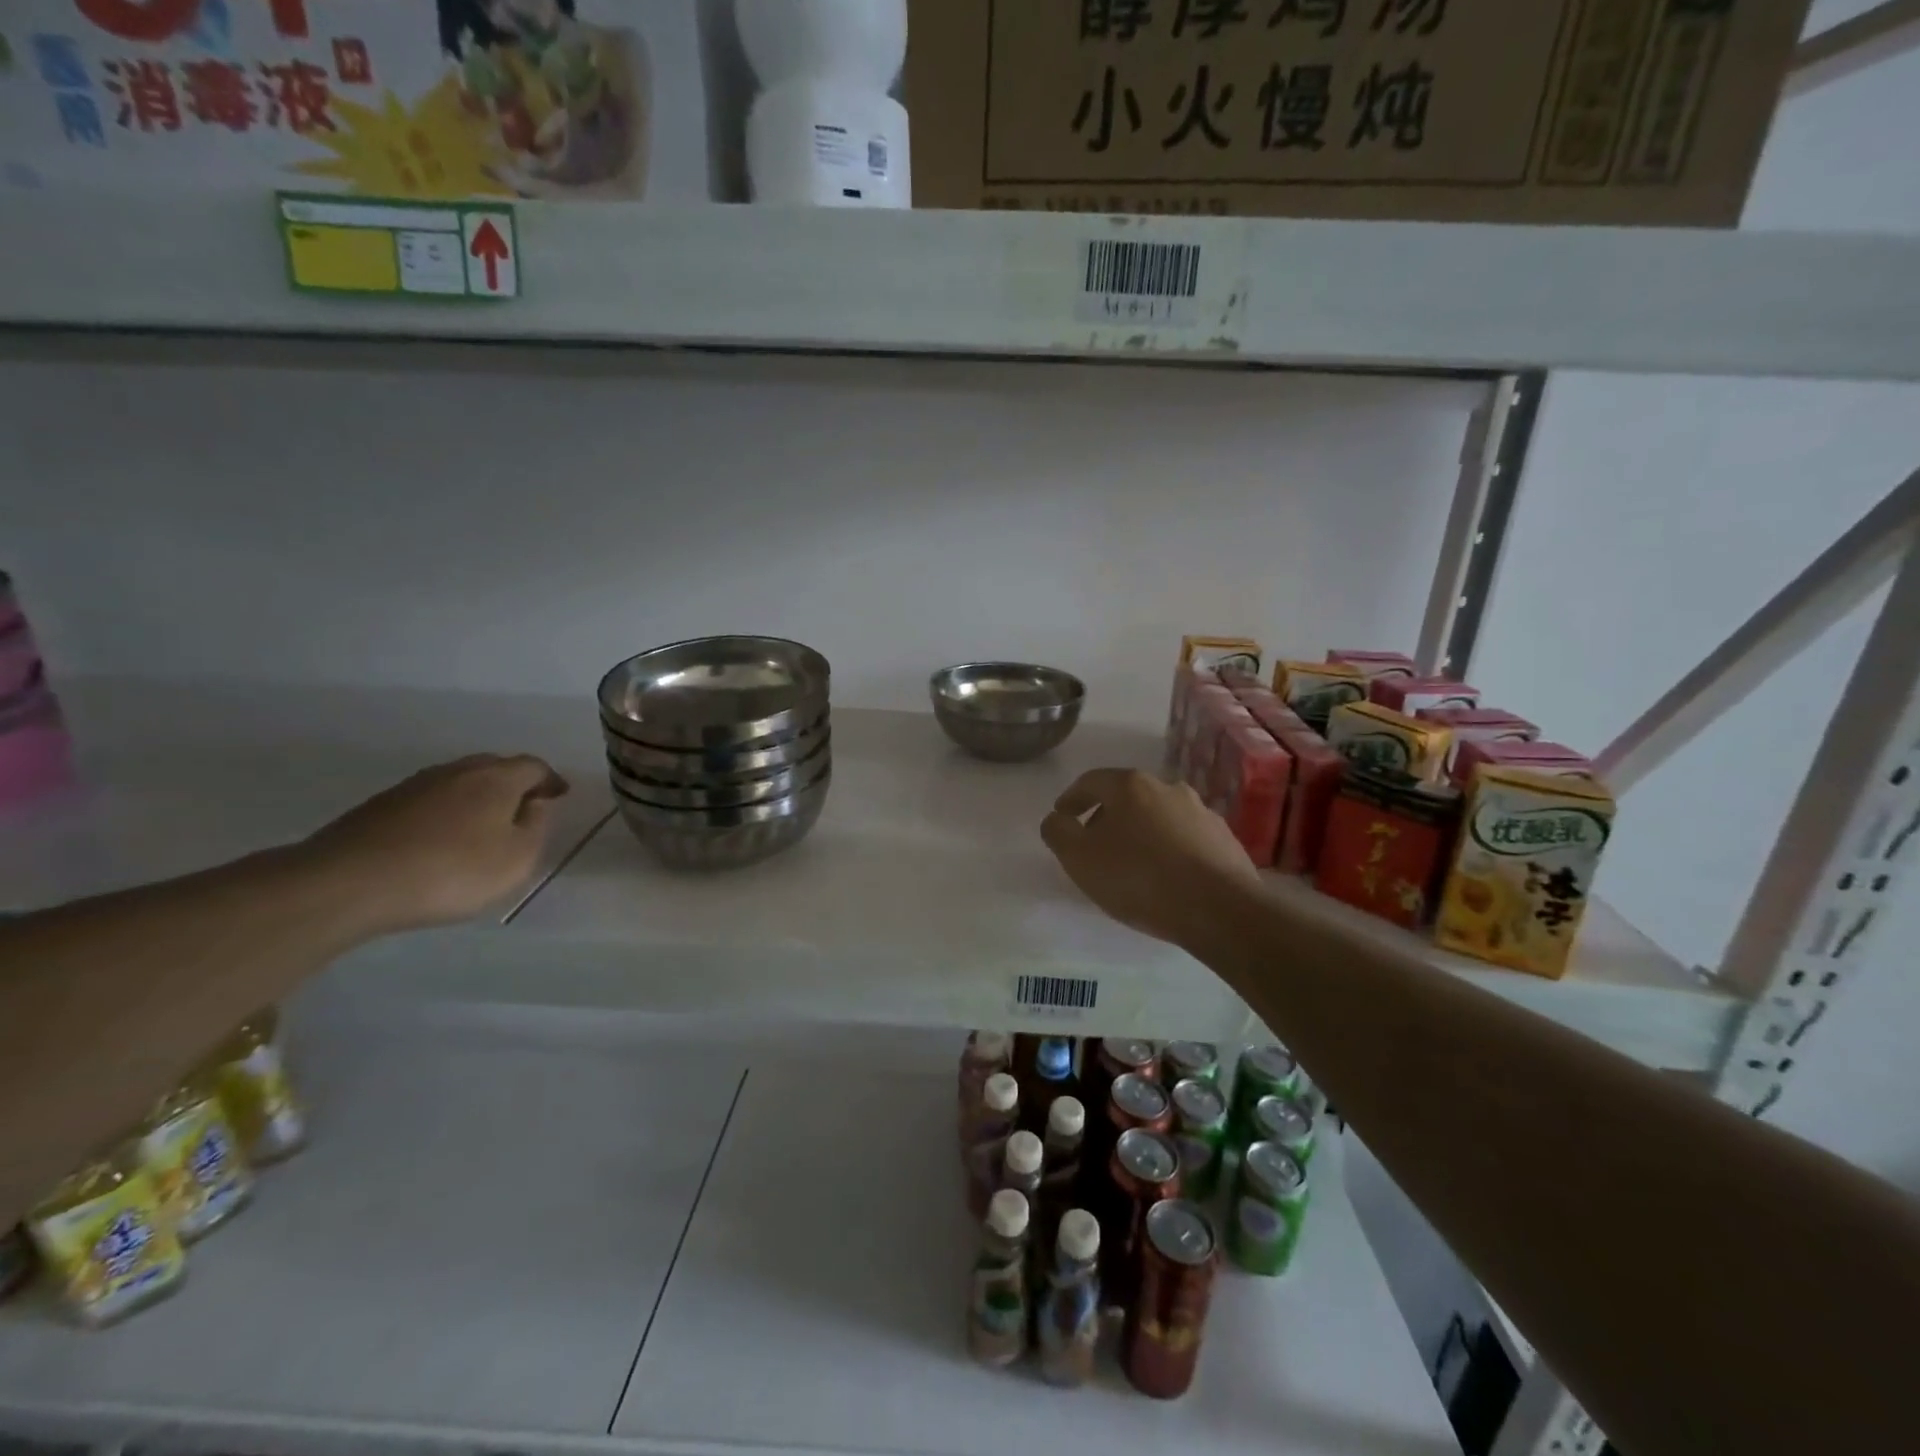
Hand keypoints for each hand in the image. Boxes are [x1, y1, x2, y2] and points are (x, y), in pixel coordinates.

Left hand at [304, 755, 569, 933]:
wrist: (347, 883)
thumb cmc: (451, 871)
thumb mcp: (516, 859)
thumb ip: (536, 827)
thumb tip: (536, 803)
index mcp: (496, 779)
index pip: (534, 766)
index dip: (550, 780)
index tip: (560, 796)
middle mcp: (457, 771)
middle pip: (495, 767)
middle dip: (514, 784)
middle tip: (525, 808)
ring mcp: (414, 786)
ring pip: (459, 782)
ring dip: (477, 797)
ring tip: (483, 825)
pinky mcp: (380, 806)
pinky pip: (429, 801)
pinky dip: (445, 812)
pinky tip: (441, 839)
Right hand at [1041, 769, 1260, 947]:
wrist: (1220, 909)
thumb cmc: (1139, 878)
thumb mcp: (1080, 858)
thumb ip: (1058, 832)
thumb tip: (1056, 819)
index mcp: (1130, 785)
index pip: (1091, 781)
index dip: (1071, 798)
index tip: (1062, 817)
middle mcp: (1168, 788)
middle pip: (1127, 797)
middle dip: (1106, 817)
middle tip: (1093, 845)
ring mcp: (1201, 812)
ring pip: (1158, 817)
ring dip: (1140, 833)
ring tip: (1130, 864)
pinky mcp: (1224, 840)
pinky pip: (1185, 839)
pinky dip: (1168, 850)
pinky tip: (1165, 876)